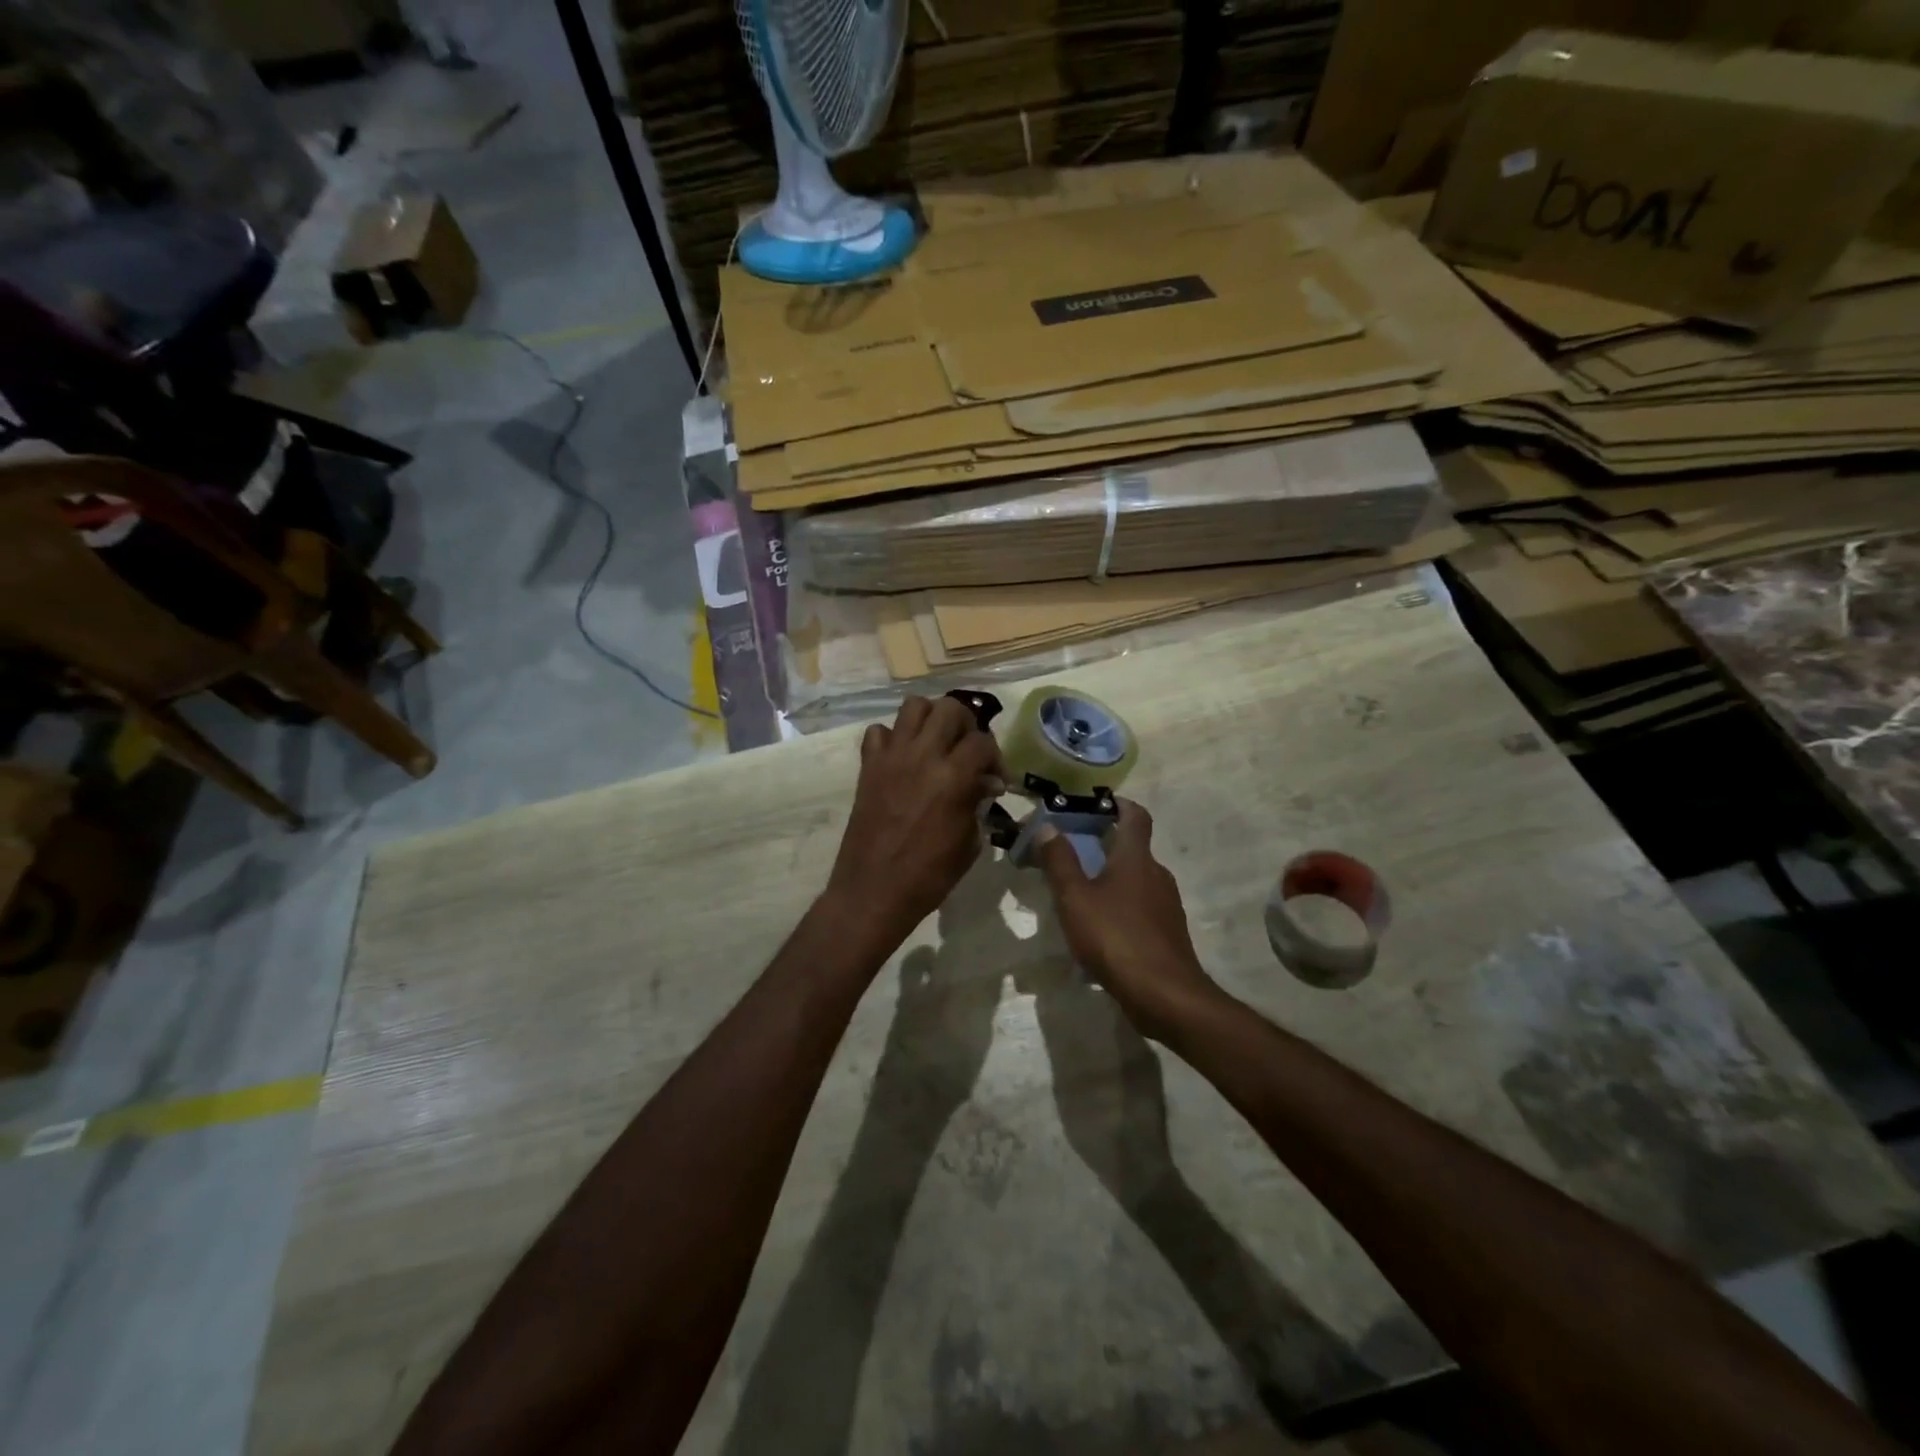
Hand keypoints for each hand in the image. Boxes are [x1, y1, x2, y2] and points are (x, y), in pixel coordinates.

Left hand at [823, 695, 1004, 951]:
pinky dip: (893, 738)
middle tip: (968, 751)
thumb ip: (977, 803)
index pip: (983, 742)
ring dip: (931, 719)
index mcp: (953, 777)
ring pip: (914, 706)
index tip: (996, 780)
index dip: (996, 757)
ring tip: (937, 743)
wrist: (874, 891)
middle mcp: (922, 756)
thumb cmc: (929, 876)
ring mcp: (891, 757)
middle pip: (950, 708)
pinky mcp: (868, 767)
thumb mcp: (968, 842)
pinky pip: (878, 732)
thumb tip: (985, 784)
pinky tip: (902, 759)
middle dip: (967, 725)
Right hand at [1033, 800, 1222, 1039]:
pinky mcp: (1168, 933)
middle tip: (1073, 851)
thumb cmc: (1115, 937)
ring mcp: (1167, 905)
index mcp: (1136, 858)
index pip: (1136, 816)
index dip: (1119, 804)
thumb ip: (1060, 862)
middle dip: (1105, 845)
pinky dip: (1121, 908)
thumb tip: (1048, 826)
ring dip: (1112, 879)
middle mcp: (1157, 874)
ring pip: (1137, 880)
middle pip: (1133, 849)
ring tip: (1080, 893)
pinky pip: (1141, 909)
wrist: (1165, 994)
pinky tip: (1100, 929)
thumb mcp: (1075, 898)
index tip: (1097, 803)